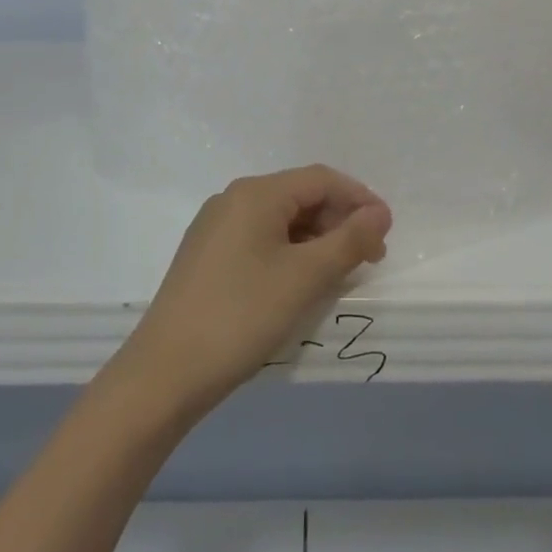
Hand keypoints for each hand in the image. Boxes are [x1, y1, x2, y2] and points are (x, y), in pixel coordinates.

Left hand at [109, 165, 391, 424]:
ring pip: (280, 220)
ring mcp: (216, 228)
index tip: (387, 232)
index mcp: (256, 193)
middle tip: (369, 259)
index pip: (321, 179)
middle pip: (300, 196)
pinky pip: (260, 239)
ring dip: (316, 240)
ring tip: (340, 274)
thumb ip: (349, 240)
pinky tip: (301, 282)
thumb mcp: (305, 277)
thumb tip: (380, 212)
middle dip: (339, 221)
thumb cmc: (241, 315)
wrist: (165, 372)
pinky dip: (290, 253)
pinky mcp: (207, 256)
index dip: (359, 199)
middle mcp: (233, 199)